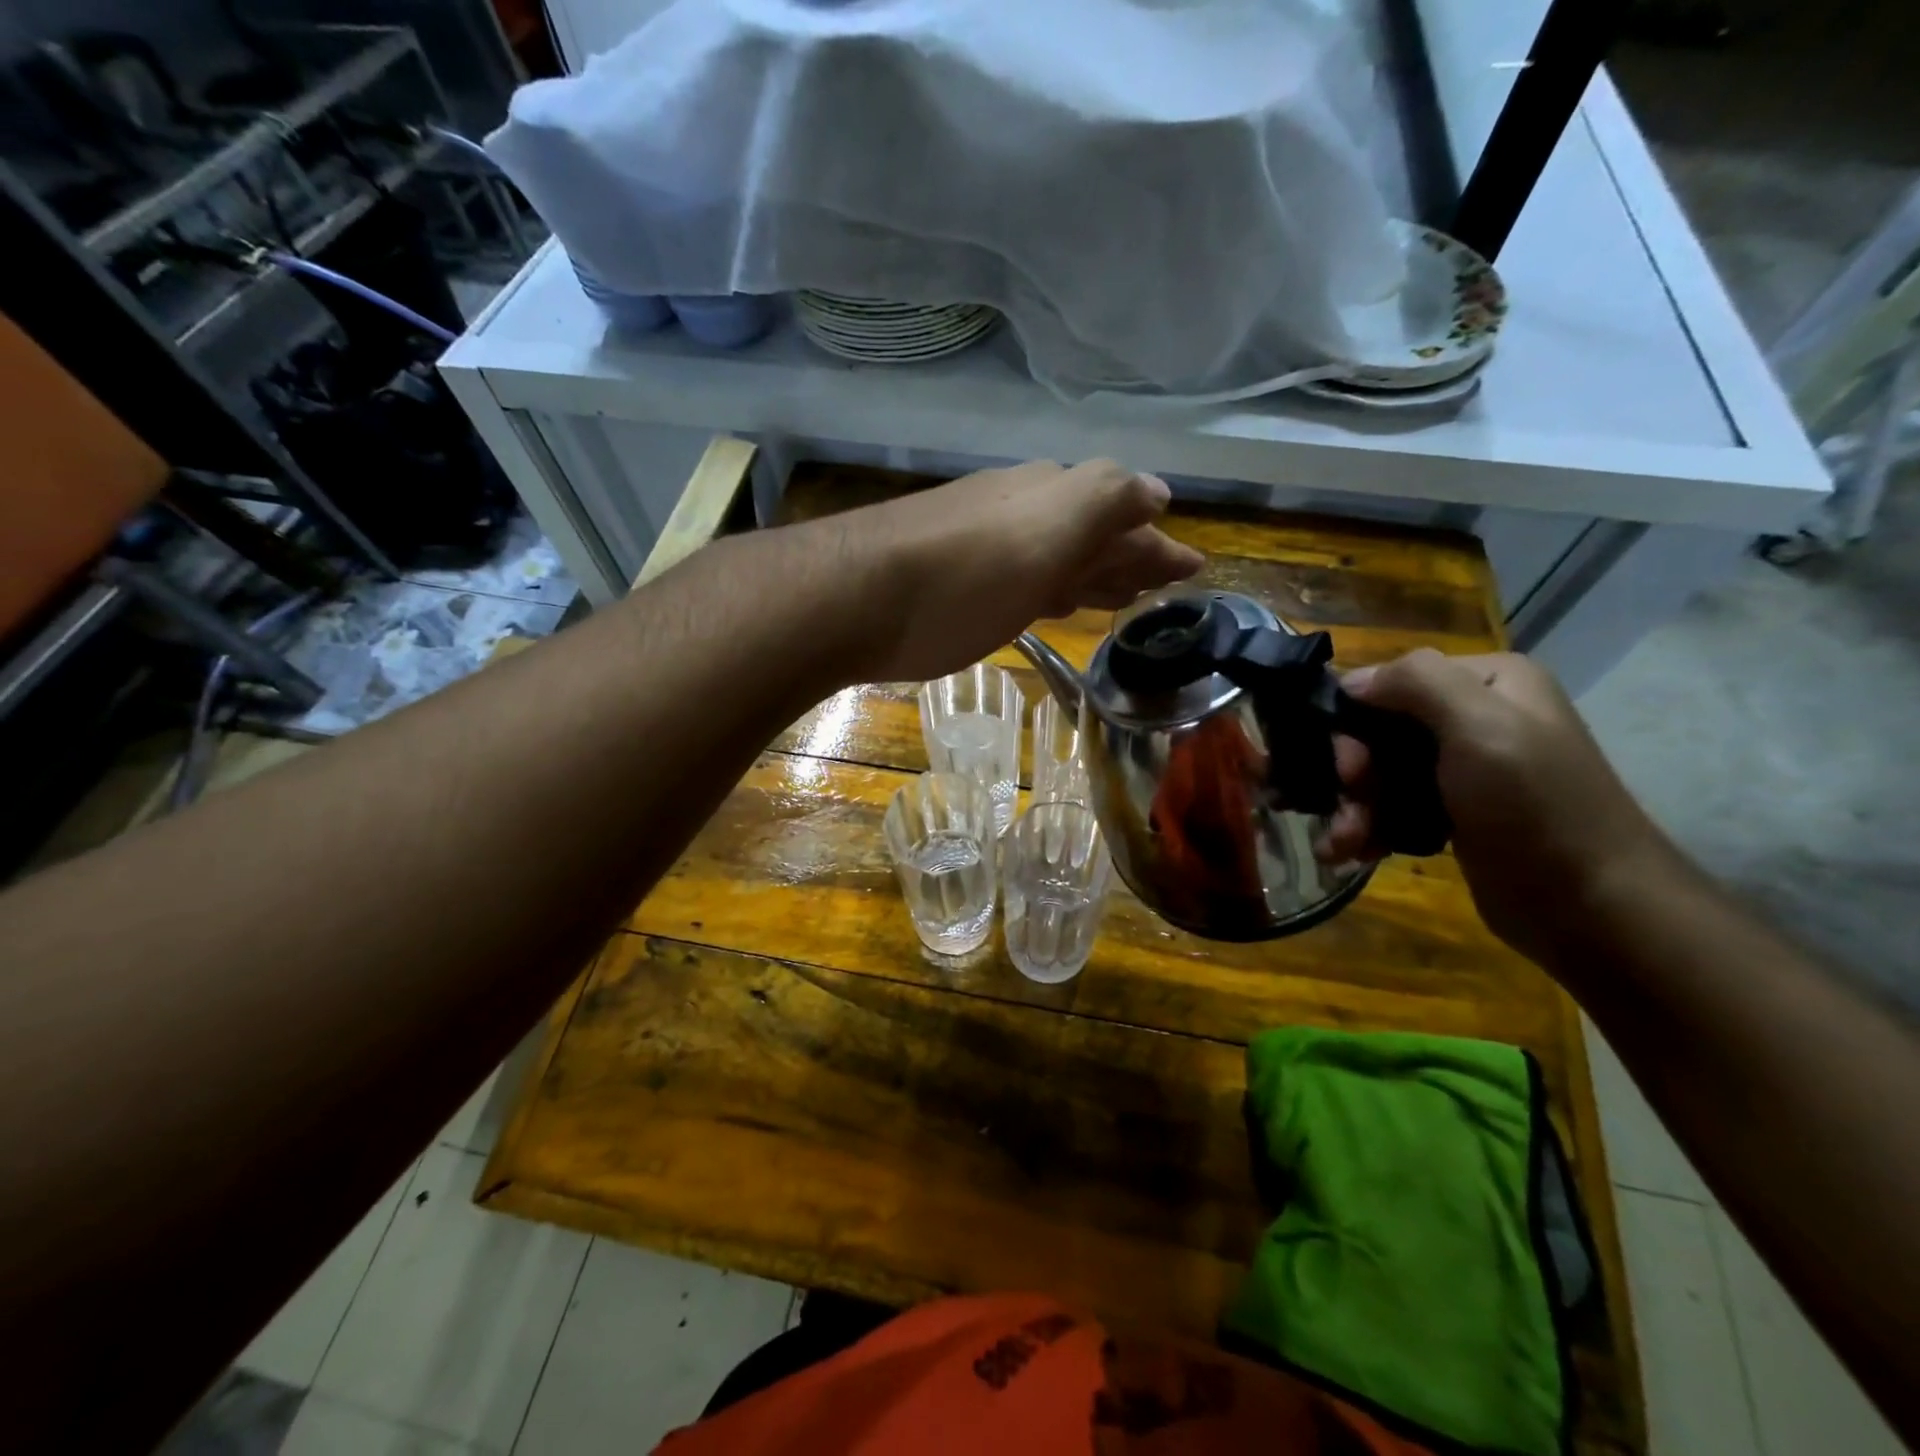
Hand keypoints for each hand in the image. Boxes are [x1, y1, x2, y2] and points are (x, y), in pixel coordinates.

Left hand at [848, 459, 1204, 681]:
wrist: (852, 596)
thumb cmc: (964, 576)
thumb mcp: (1047, 532)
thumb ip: (1104, 503)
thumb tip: (1157, 492)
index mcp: (1053, 497)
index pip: (1125, 514)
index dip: (1159, 544)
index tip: (1191, 569)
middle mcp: (1020, 510)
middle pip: (1089, 532)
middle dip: (1128, 554)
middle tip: (1160, 582)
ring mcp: (981, 541)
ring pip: (1054, 553)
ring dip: (1090, 570)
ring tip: (1118, 594)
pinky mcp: (949, 576)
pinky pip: (1019, 574)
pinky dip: (1047, 585)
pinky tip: (1048, 600)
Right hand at [1317, 649, 1672, 965]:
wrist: (1591, 908)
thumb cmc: (1534, 808)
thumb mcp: (1481, 727)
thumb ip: (1416, 683)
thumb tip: (1351, 681)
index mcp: (1487, 683)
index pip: (1390, 682)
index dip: (1356, 722)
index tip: (1350, 769)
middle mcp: (1476, 717)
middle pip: (1380, 732)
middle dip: (1353, 774)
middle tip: (1350, 809)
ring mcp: (1465, 768)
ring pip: (1381, 773)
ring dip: (1353, 808)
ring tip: (1342, 845)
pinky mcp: (1454, 813)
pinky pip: (1394, 806)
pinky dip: (1369, 827)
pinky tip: (1351, 852)